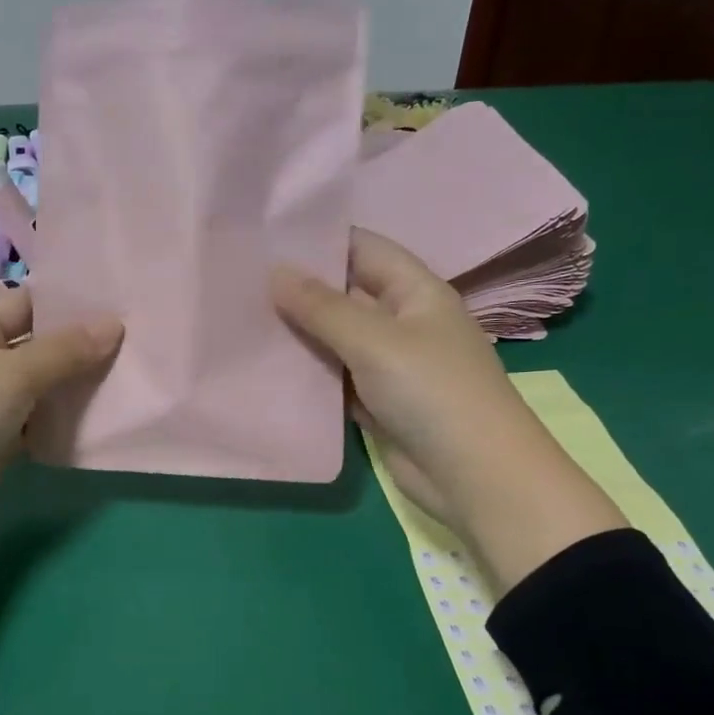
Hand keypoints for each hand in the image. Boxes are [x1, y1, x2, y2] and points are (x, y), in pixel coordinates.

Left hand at [0, 286, 122, 543]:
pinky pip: (37, 422)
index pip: (29, 302)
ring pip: (42, 386)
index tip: (121, 306)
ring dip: (75, 387)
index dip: (71, 303)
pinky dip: (62, 422)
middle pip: (39, 345)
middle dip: (81, 347)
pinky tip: (100, 420)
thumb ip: (66, 349)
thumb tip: (115, 323)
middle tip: (136, 344)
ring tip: (129, 379)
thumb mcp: (15, 372)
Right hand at [272, 228, 624, 590]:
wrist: (473, 476)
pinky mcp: (376, 402)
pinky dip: (307, 374)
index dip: (319, 239)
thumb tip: (275, 272)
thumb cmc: (432, 392)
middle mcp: (402, 322)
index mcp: (416, 292)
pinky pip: (334, 379)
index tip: (266, 238)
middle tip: (240, 281)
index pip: (363, 249)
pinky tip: (266, 367)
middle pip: (344, 294)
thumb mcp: (375, 341)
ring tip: (242, 319)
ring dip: (298, 334)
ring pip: (335, 339)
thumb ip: (323, 307)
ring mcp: (388, 365)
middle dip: (299, 289)